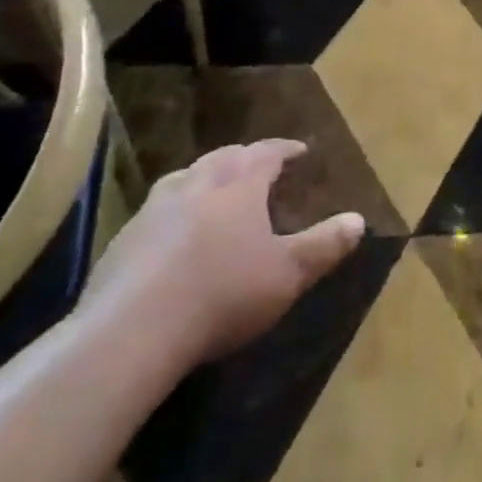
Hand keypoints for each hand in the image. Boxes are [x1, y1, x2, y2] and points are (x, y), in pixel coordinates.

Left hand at [83, 140, 364, 367]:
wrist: (131, 332)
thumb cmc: (223, 293)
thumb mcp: (288, 273)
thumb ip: (325, 245)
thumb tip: (359, 220)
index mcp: (238, 186)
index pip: (266, 153)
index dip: (284, 149)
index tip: (300, 149)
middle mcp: (196, 186)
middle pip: (223, 158)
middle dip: (244, 157)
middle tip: (258, 164)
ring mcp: (154, 211)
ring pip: (183, 178)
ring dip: (203, 176)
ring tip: (212, 188)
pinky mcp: (123, 242)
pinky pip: (155, 212)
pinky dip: (172, 211)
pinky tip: (172, 235)